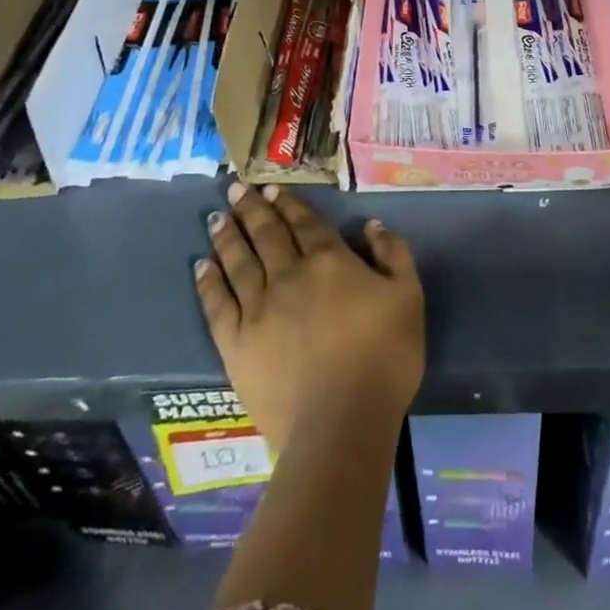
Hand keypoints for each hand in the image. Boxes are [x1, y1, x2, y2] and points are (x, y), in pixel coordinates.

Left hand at [196, 182, 424, 454]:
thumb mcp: (408, 296)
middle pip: (266, 234)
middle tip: (235, 189)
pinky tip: (202, 267)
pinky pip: (218, 305)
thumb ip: (392, 254)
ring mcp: (259, 309)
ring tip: (215, 217)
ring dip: (227, 237)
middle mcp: (289, 275)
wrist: (341, 422)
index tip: (271, 187)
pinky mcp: (237, 345)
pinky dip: (209, 283)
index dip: (288, 203)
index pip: (304, 223)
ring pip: (239, 262)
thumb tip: (371, 225)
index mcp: (329, 260)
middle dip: (251, 209)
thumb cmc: (384, 357)